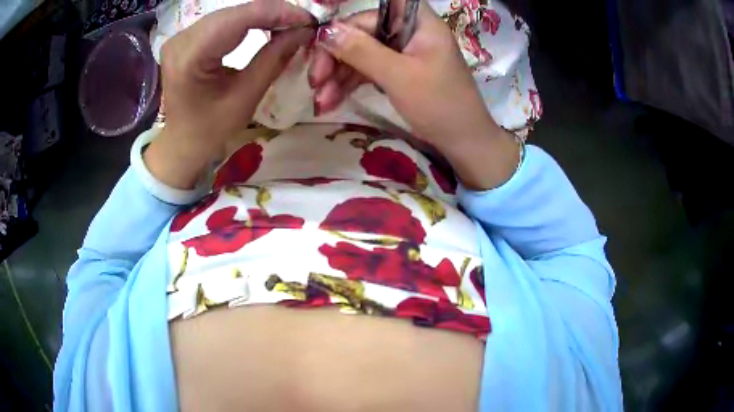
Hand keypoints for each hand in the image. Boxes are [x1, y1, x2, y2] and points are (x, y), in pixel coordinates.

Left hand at [145, 0, 313, 188]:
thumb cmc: (211, 129)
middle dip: (273, 13)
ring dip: (262, 15)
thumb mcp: (246, 97)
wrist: (182, 142)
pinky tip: (266, 25)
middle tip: (303, 23)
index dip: (277, 13)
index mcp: (190, 58)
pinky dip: (248, 20)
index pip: (238, 19)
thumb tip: (304, 30)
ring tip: (289, 24)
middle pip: (234, 12)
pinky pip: (222, 20)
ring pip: (230, 13)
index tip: (309, 19)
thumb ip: (274, 58)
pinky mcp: (185, 37)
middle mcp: (180, 40)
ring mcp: (180, 36)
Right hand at [309, 1, 519, 188]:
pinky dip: (351, 84)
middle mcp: (410, 31)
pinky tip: (332, 100)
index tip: (320, 50)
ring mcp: (405, 52)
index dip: (343, 29)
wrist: (465, 143)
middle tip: (315, 83)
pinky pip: (369, 70)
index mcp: (419, 22)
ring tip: (321, 102)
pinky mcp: (401, 71)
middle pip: (363, 34)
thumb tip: (325, 31)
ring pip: (363, 54)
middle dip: (336, 59)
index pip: (372, 14)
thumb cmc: (440, 105)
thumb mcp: (398, 76)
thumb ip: (361, 51)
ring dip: (339, 76)